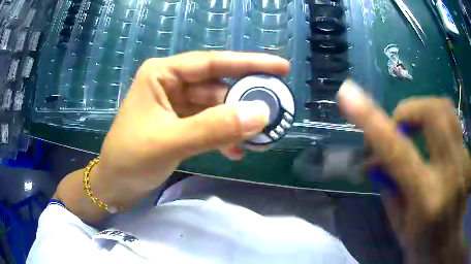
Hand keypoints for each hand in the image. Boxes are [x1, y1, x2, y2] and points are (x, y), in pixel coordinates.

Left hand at [95, 51, 288, 205]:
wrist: (115, 184)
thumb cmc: (130, 158)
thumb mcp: (170, 142)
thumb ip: (214, 127)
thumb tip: (261, 114)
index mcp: (163, 73)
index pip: (213, 62)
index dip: (249, 63)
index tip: (282, 67)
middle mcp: (171, 83)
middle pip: (217, 86)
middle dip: (244, 102)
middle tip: (273, 113)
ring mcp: (176, 104)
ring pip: (216, 107)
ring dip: (235, 123)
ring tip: (257, 139)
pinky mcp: (180, 124)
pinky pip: (209, 124)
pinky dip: (223, 136)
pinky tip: (234, 151)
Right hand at [338, 80, 469, 263]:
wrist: (447, 247)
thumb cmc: (425, 252)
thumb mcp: (402, 233)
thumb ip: (391, 195)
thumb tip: (375, 162)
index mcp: (428, 201)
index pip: (398, 152)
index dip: (371, 120)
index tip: (348, 94)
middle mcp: (451, 174)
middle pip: (434, 112)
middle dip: (409, 110)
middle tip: (399, 130)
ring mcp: (464, 162)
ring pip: (446, 111)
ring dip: (424, 113)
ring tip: (414, 133)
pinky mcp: (468, 157)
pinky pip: (453, 125)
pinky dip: (437, 126)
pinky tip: (433, 147)